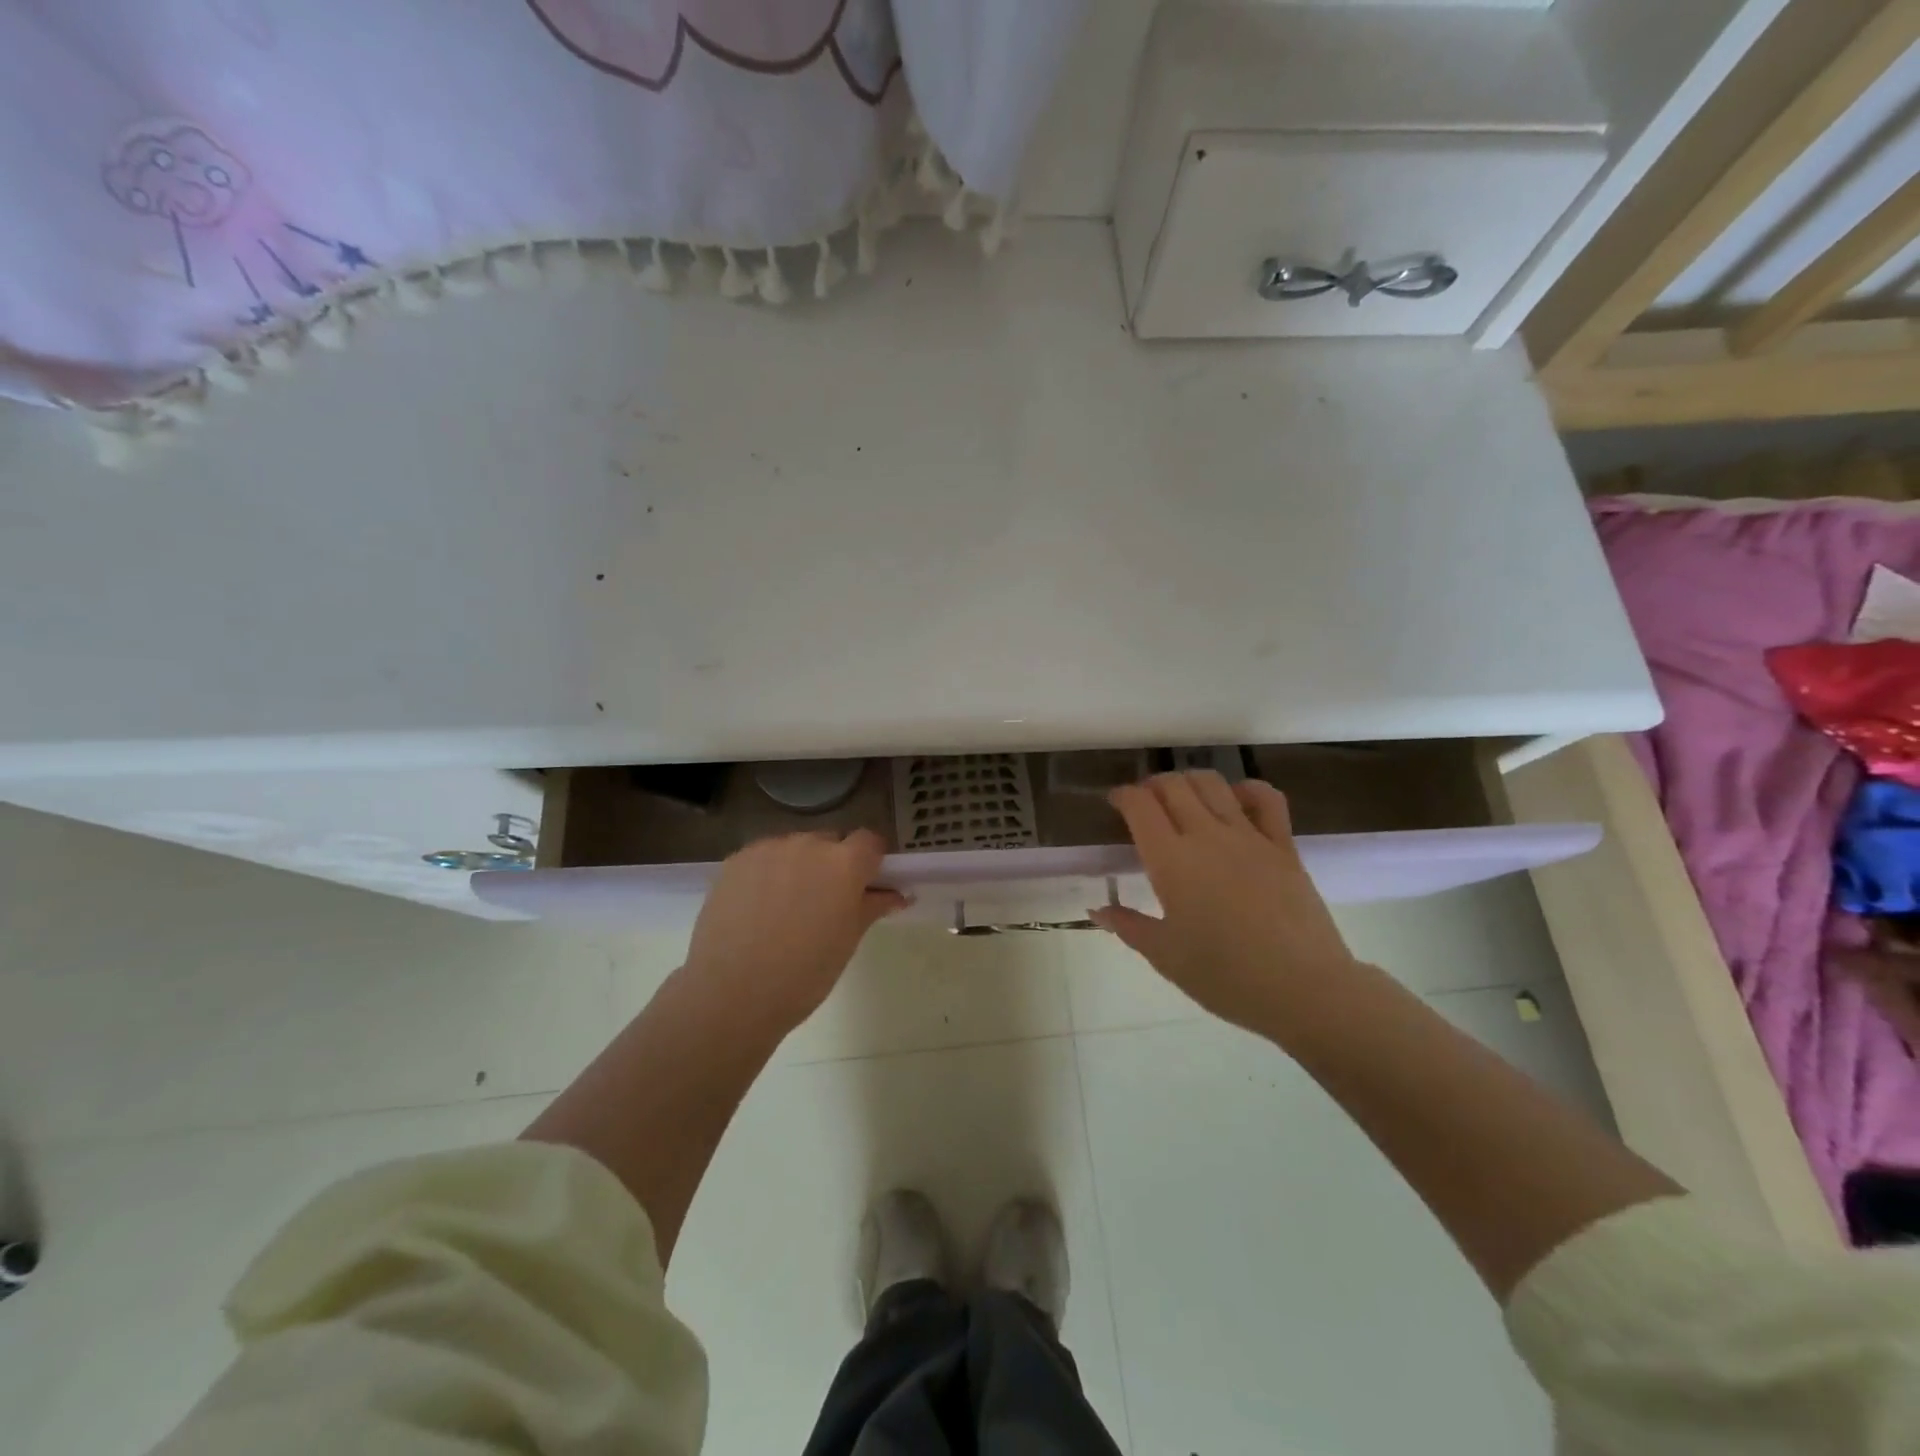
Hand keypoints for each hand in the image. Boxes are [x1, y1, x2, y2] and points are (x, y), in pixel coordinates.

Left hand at [684, 830, 907, 1036]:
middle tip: (824, 903)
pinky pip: (763, 858)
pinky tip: (757, 907)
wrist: (732, 993)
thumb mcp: (848, 940)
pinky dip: (767, 873)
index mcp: (844, 863)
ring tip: (785, 908)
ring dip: (798, 867)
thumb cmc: (804, 973)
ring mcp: (768, 849)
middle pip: (830, 842)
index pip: (870, 842)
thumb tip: (896, 894)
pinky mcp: (736, 860)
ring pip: (795, 849)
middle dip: (833, 864)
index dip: (871, 862)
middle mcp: (808, 845)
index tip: (865, 886)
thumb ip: (872, 906)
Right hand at [1090, 771, 1361, 1040]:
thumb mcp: (1165, 956)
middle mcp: (1206, 835)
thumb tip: (1097, 910)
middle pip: (1173, 786)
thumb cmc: (1224, 976)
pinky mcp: (1283, 845)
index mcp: (1170, 860)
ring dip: (1190, 780)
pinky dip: (1247, 789)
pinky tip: (1237, 800)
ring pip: (1213, 783)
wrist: (1303, 989)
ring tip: (1183, 797)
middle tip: (1145, 803)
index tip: (1115, 803)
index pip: (1140, 805)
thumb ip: (1128, 926)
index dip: (1123, 796)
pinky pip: (1266, 799)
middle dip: (1152, 785)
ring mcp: (1249, 836)